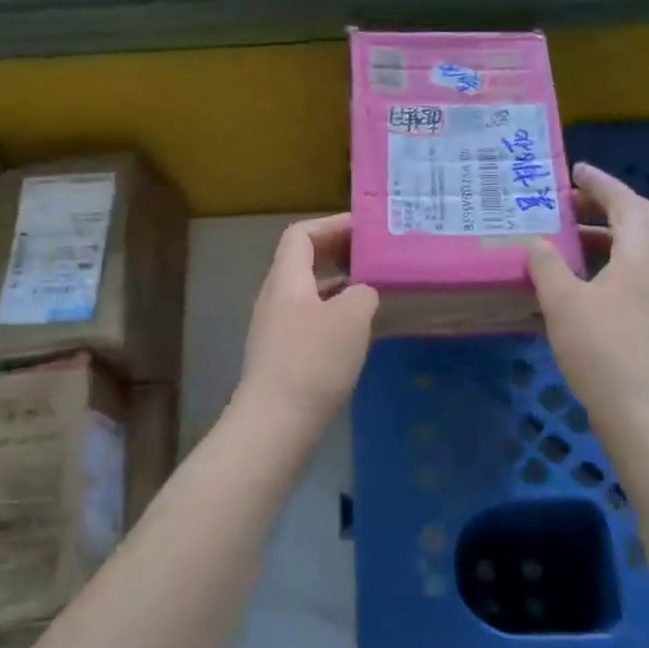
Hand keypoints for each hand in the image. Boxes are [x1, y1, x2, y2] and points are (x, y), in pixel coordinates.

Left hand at [235, 214, 378, 431]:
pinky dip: (335, 315)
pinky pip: (310, 321)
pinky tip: (359, 333)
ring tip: (374, 291)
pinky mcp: (282, 356)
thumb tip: (363, 292)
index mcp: (286, 280)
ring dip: (339, 286)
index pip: (301, 234)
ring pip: (309, 294)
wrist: (276, 422)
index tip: (365, 229)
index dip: (332, 225)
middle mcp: (275, 298)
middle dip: (339, 254)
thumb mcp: (351, 318)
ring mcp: (275, 329)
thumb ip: (363, 293)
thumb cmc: (313, 361)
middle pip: (303, 262)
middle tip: (374, 256)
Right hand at [527, 163, 648, 434]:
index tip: (575, 171)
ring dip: (609, 235)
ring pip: (642, 248)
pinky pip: (638, 273)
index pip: (625, 202)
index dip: (600, 183)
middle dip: (610, 205)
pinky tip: (582, 282)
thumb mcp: (563, 302)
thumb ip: (547, 266)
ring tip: (570, 240)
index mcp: (642, 254)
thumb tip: (536, 242)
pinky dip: (612, 262)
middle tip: (575, 203)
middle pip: (643, 220)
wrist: (642, 410)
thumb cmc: (602, 349)